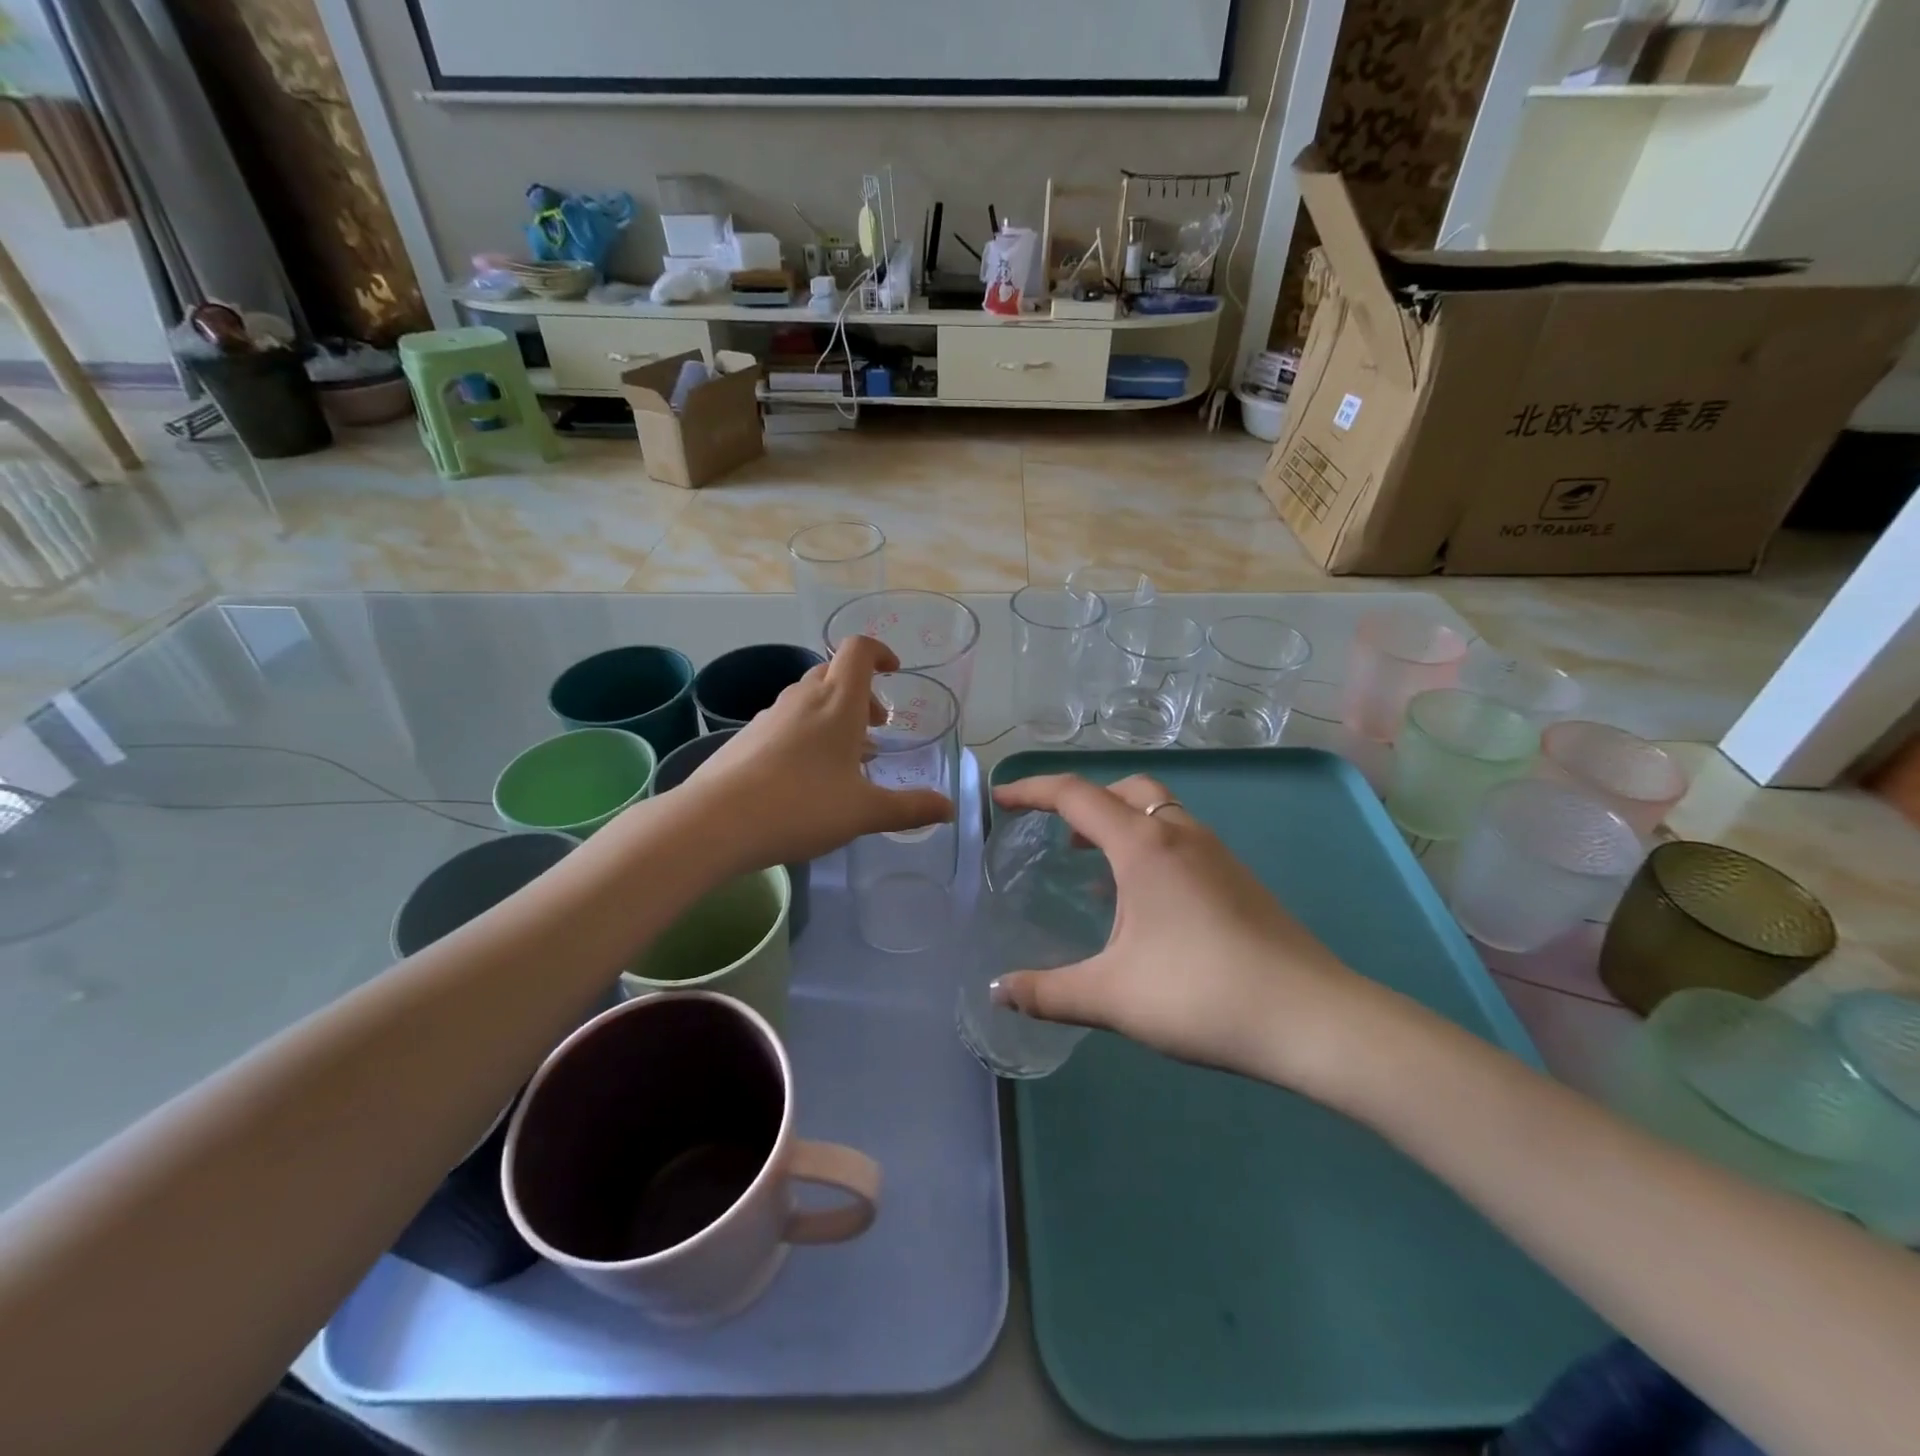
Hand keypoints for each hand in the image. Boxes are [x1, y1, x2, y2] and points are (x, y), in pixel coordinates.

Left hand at [687, 636, 954, 869]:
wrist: (715, 823)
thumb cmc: (800, 806)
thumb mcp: (864, 812)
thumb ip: (910, 808)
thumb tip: (949, 809)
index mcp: (838, 703)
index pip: (859, 650)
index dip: (880, 652)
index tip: (894, 673)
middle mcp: (803, 699)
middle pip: (834, 673)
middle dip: (861, 693)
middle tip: (876, 728)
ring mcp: (770, 716)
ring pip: (809, 698)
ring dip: (834, 715)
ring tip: (846, 758)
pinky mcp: (746, 737)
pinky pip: (786, 721)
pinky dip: (806, 733)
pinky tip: (806, 777)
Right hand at [988, 773, 1370, 1089]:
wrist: (1311, 1018)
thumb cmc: (1201, 994)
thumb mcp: (1112, 997)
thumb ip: (1048, 992)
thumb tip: (997, 991)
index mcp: (1144, 846)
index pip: (1076, 795)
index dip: (1033, 790)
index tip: (1002, 799)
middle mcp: (1181, 835)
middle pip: (1126, 790)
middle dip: (1085, 800)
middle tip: (1058, 834)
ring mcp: (1217, 854)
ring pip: (1160, 812)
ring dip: (1121, 823)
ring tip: (1094, 866)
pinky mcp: (1239, 879)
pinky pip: (1182, 839)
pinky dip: (1150, 847)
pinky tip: (1145, 902)